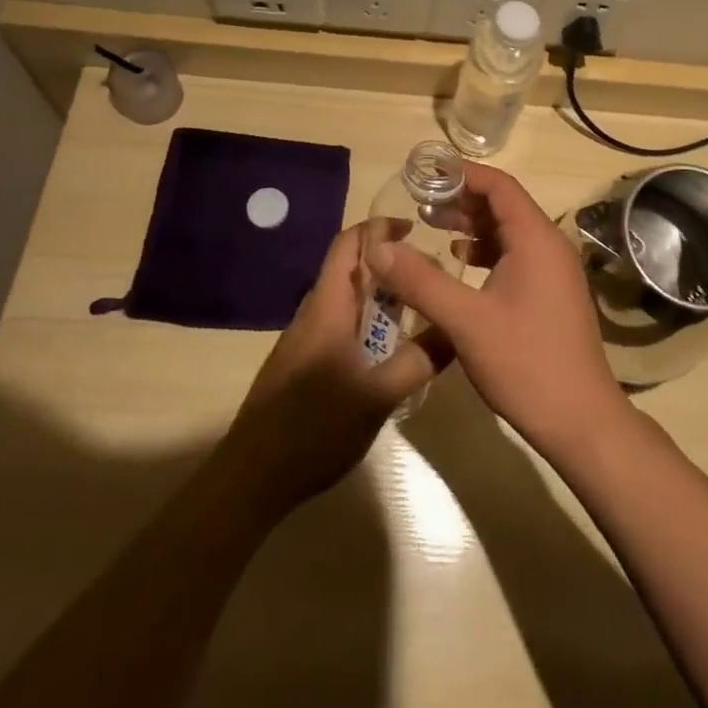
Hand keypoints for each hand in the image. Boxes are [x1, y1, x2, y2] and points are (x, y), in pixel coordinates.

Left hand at [220, 223, 443, 512]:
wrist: (251, 479)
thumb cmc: (314, 428)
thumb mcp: (378, 396)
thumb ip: (419, 361)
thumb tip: (456, 330)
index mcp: (327, 306)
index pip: (349, 244)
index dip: (379, 228)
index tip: (414, 229)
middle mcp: (313, 313)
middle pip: (350, 270)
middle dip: (389, 265)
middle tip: (429, 276)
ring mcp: (304, 340)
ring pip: (346, 300)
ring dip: (379, 297)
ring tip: (417, 310)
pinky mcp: (302, 364)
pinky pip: (339, 326)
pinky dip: (366, 323)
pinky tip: (387, 351)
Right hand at [362, 162, 628, 460]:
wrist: (581, 421)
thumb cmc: (525, 363)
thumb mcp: (466, 321)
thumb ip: (420, 280)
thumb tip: (378, 247)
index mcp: (536, 238)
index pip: (499, 186)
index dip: (463, 174)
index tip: (427, 173)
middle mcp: (550, 245)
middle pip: (504, 206)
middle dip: (463, 200)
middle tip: (421, 203)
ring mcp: (554, 271)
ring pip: (509, 232)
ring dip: (473, 227)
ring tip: (433, 227)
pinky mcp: (551, 294)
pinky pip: (516, 256)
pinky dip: (486, 253)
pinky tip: (461, 265)